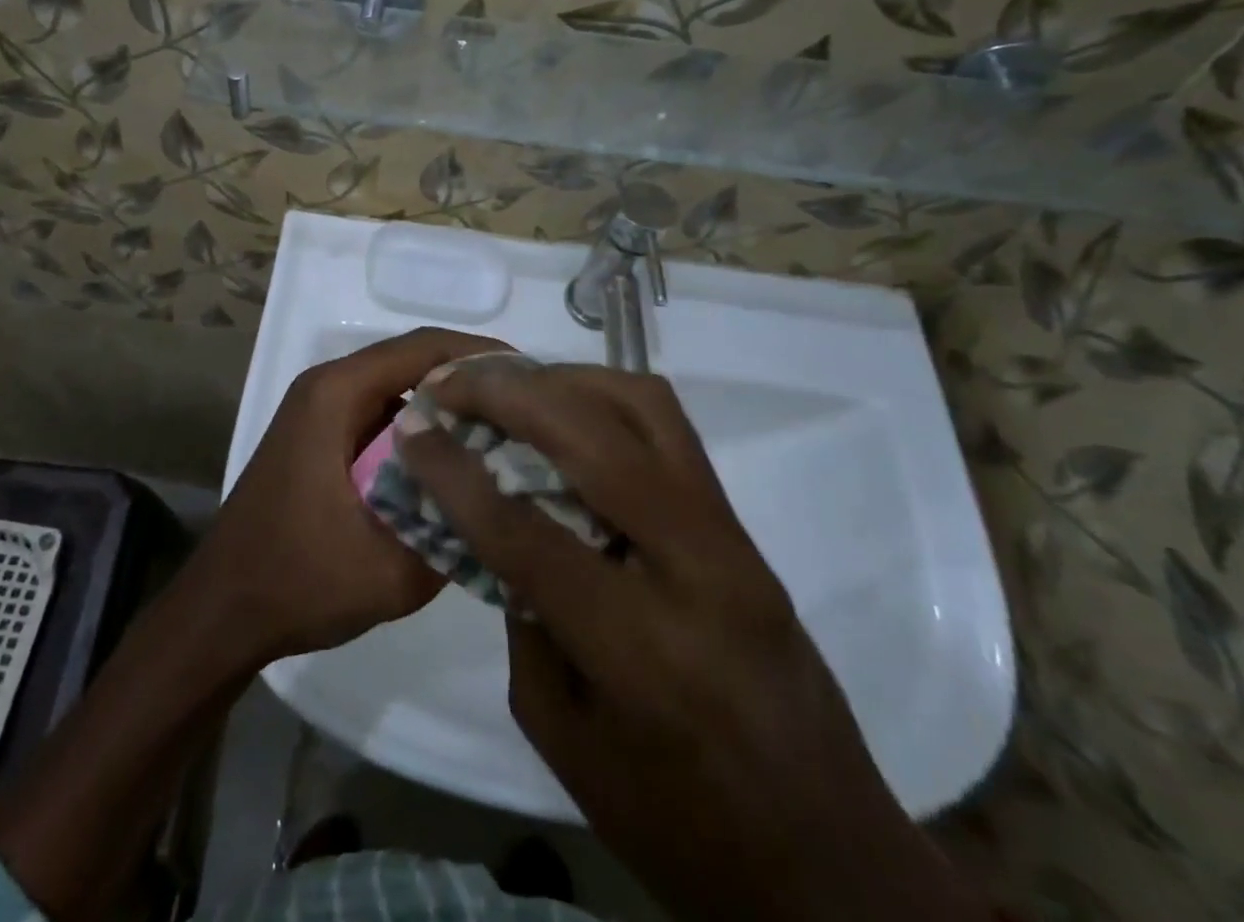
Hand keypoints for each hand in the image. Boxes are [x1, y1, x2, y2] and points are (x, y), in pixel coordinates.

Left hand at [193, 326, 509, 662]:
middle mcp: (327, 387)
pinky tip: (456, 463)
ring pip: (399, 389)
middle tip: (529, 412)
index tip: (533, 379)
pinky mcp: (321, 437)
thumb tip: (509, 501)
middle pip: (413, 362)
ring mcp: (321, 411)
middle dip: (472, 382)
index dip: (481, 355)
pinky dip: (422, 430)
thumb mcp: (390, 569)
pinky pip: (382, 416)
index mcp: (337, 394)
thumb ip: (455, 530)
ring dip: (448, 406)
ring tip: (505, 435)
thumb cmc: (294, 581)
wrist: (220, 613)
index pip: (423, 348)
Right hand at [399, 364, 992, 921]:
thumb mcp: (564, 737)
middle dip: (506, 394)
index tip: (411, 427)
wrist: (832, 863)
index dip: (455, 472)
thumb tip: (497, 526)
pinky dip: (604, 398)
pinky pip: (668, 428)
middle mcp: (694, 569)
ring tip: (506, 383)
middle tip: (450, 381)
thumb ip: (525, 618)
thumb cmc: (680, 828)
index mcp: (639, 649)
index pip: (525, 531)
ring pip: (641, 407)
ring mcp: (730, 537)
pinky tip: (565, 409)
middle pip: (591, 438)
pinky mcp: (742, 526)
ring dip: (562, 381)